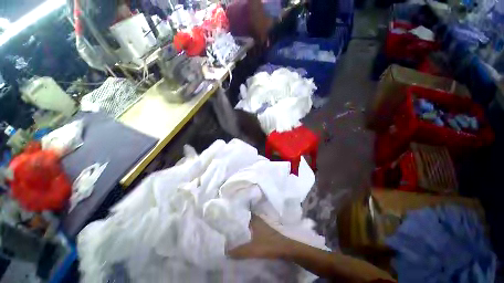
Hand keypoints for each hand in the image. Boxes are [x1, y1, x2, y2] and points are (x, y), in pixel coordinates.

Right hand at [228, 216, 291, 258]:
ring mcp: (262, 223)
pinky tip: (244, 235)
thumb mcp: (252, 249)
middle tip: (228, 223)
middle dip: (238, 220)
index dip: (236, 213)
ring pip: (250, 222)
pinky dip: (248, 230)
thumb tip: (225, 251)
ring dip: (243, 225)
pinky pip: (253, 227)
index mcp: (254, 219)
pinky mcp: (265, 229)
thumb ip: (239, 251)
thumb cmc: (268, 244)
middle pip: (246, 217)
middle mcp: (258, 219)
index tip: (227, 214)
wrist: (285, 248)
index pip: (243, 212)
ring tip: (234, 229)